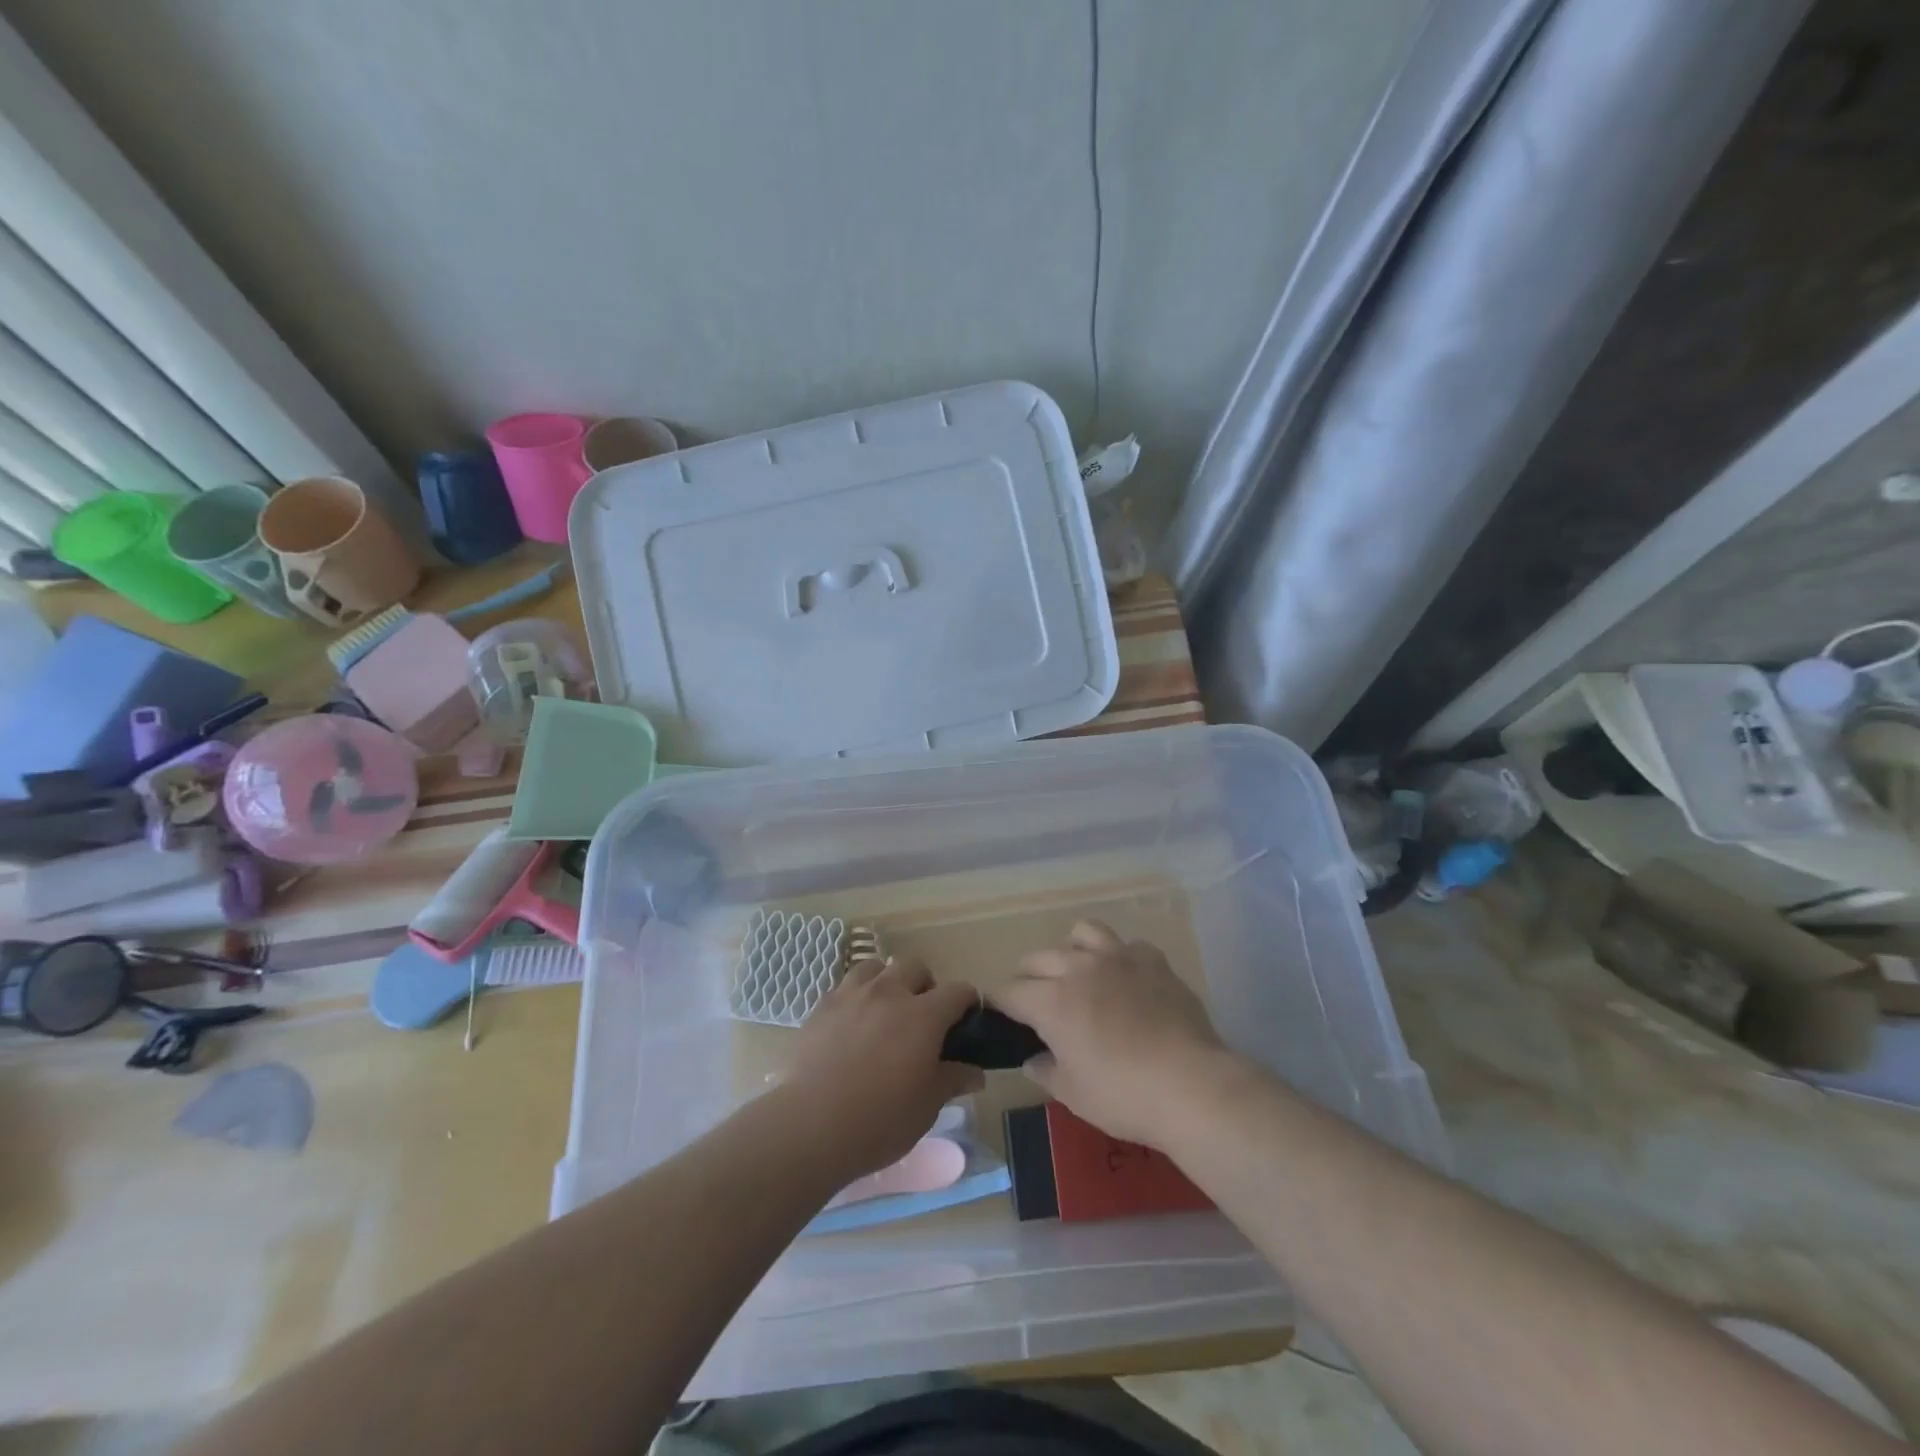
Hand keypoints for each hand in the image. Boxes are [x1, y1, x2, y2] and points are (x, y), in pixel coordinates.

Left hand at [783, 957, 983, 1181]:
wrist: (811, 1125)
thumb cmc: (879, 1120)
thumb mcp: (926, 1107)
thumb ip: (953, 1080)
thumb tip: (975, 1072)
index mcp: (924, 1015)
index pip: (958, 991)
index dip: (968, 1002)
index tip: (967, 1019)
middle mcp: (890, 993)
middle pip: (915, 966)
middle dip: (925, 985)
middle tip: (923, 1017)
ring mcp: (852, 995)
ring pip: (877, 967)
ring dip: (888, 982)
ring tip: (885, 1011)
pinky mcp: (822, 1006)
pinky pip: (846, 986)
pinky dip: (857, 996)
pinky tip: (853, 1023)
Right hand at [991, 920, 1231, 1147]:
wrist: (1192, 1086)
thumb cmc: (1124, 1096)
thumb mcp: (1073, 1095)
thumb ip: (1045, 1071)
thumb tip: (1033, 1059)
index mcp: (1051, 1001)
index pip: (1009, 992)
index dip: (998, 1004)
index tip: (999, 1016)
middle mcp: (1078, 968)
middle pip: (1038, 958)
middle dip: (1030, 979)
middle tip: (1039, 1006)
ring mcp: (1118, 957)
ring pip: (1082, 933)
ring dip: (1072, 951)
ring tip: (1081, 975)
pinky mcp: (1153, 959)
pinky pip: (1127, 946)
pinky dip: (1120, 959)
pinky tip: (1128, 982)